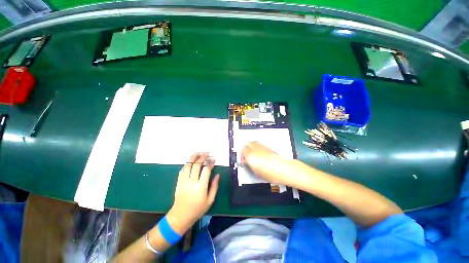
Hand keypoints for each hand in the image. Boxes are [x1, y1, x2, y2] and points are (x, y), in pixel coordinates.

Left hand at [166, 153, 219, 234]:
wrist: (181, 216)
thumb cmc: (198, 209)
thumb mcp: (210, 200)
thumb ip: (215, 186)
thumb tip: (218, 175)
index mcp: (201, 187)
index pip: (206, 170)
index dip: (210, 163)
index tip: (213, 160)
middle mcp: (192, 182)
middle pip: (196, 165)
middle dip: (202, 158)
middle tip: (206, 154)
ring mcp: (184, 181)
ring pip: (188, 166)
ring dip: (193, 158)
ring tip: (197, 153)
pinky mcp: (178, 182)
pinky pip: (182, 170)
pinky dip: (186, 164)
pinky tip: (190, 162)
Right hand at [241, 141, 293, 185]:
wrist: (284, 169)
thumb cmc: (270, 173)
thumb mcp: (256, 172)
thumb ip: (249, 164)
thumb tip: (247, 161)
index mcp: (251, 155)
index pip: (243, 150)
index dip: (242, 155)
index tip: (244, 160)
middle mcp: (256, 148)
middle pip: (248, 143)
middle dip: (246, 148)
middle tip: (247, 155)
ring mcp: (263, 147)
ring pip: (254, 142)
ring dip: (252, 147)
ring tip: (254, 154)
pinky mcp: (269, 147)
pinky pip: (260, 144)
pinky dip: (258, 147)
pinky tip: (261, 154)